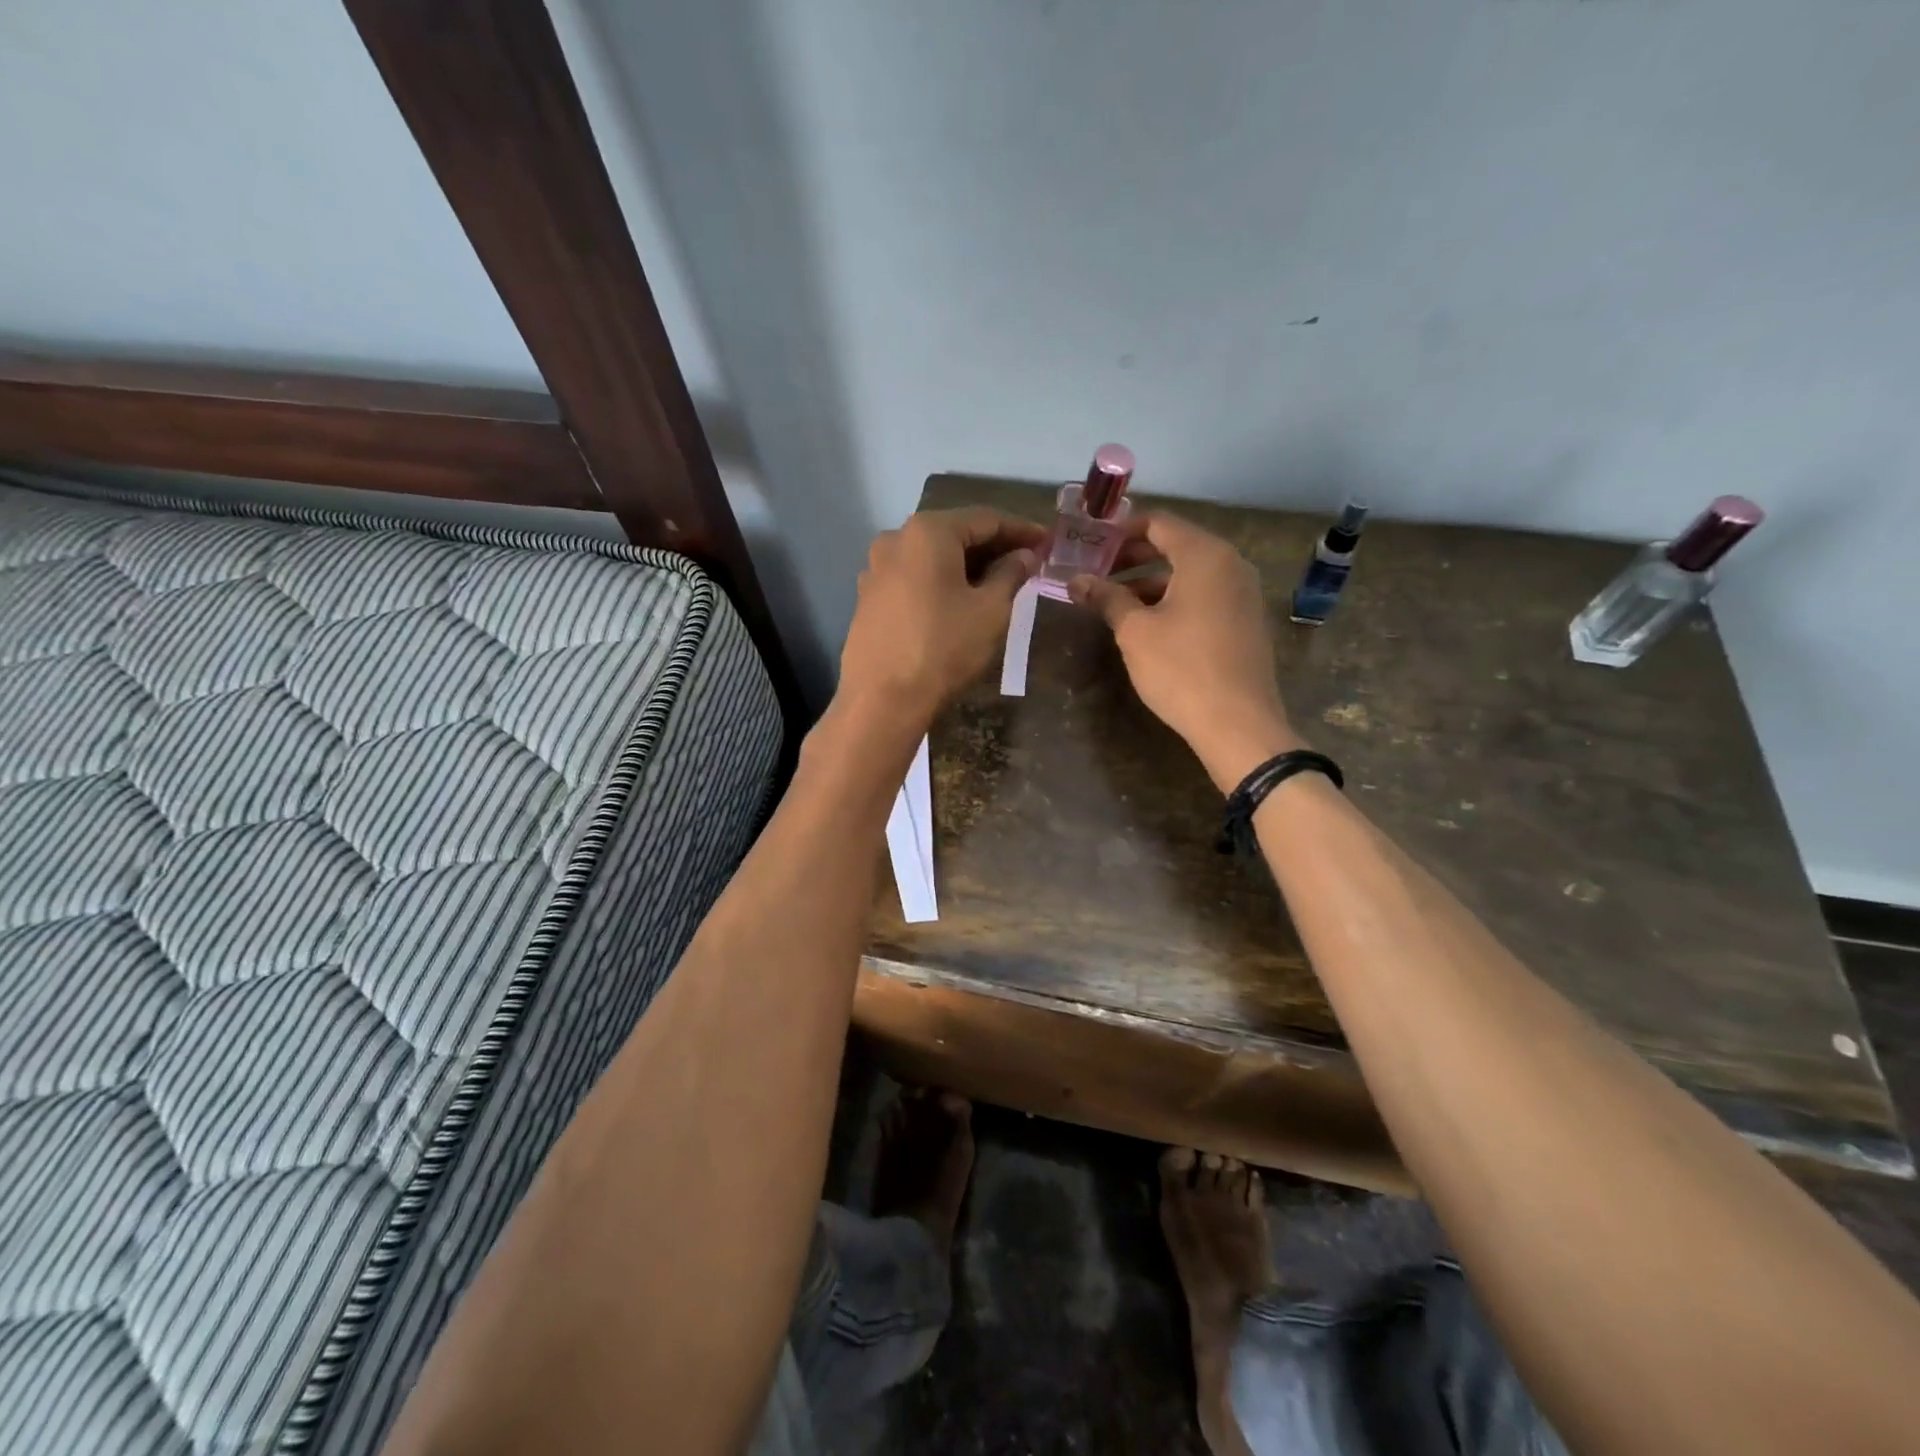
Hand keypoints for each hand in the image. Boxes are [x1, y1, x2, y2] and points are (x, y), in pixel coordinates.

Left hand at [837, 506, 1045, 734]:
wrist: (882, 700)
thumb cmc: (944, 648)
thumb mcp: (990, 610)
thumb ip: (1011, 574)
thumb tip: (1024, 555)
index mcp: (928, 531)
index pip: (986, 519)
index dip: (1021, 530)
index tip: (1048, 541)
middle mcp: (896, 539)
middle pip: (955, 534)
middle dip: (993, 547)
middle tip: (1028, 561)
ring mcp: (876, 569)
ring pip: (932, 557)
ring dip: (967, 565)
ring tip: (998, 582)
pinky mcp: (868, 598)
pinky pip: (914, 579)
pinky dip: (941, 582)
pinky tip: (960, 601)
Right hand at [1071, 513, 1299, 790]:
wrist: (1237, 723)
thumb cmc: (1181, 668)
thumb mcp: (1134, 631)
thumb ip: (1106, 598)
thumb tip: (1076, 581)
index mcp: (1205, 555)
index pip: (1158, 523)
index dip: (1121, 532)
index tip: (1091, 546)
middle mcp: (1231, 565)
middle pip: (1176, 545)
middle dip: (1133, 558)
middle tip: (1097, 574)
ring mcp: (1243, 594)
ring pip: (1190, 574)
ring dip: (1151, 582)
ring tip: (1115, 604)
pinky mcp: (1246, 622)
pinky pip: (1206, 596)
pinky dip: (1175, 600)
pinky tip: (1149, 625)